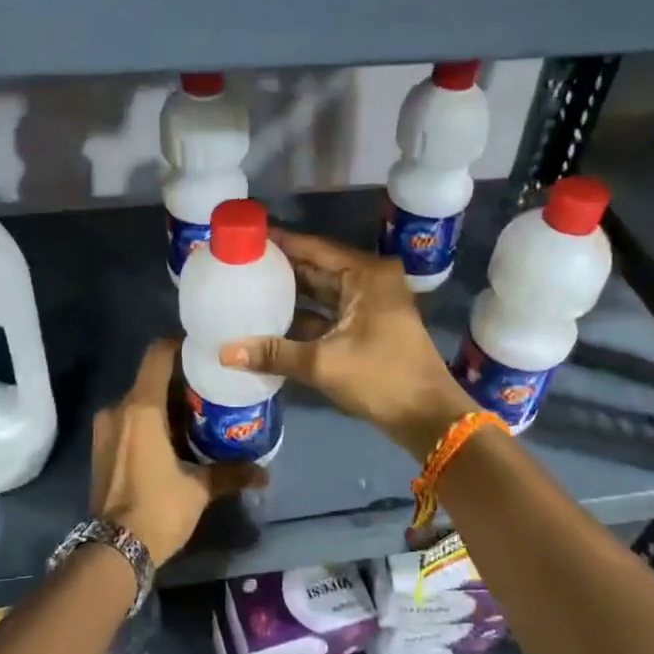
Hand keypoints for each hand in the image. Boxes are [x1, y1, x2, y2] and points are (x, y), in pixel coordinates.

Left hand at [90, 339, 261, 566]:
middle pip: (151, 380)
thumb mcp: (198, 489)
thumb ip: (230, 473)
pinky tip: (173, 440)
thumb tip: (264, 474)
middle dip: (180, 383)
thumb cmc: (158, 509)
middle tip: (211, 391)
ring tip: (196, 417)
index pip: (158, 355)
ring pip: (139, 402)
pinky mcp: (102, 448)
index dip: (180, 345)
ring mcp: (106, 430)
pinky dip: (150, 423)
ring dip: (165, 406)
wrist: (114, 550)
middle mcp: (118, 410)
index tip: (204, 350)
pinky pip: (129, 422)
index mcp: (141, 409)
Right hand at [219, 231, 476, 459]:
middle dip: (282, 267)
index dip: (280, 242)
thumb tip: (224, 352)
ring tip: (248, 286)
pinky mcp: (368, 327)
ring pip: (322, 291)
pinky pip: (329, 312)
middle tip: (239, 262)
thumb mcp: (324, 363)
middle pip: (317, 267)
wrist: (428, 417)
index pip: (314, 248)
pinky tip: (271, 320)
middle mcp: (370, 281)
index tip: (246, 236)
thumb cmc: (382, 378)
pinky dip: (304, 316)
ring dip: (291, 293)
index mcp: (366, 275)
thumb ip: (274, 354)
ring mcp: (371, 305)